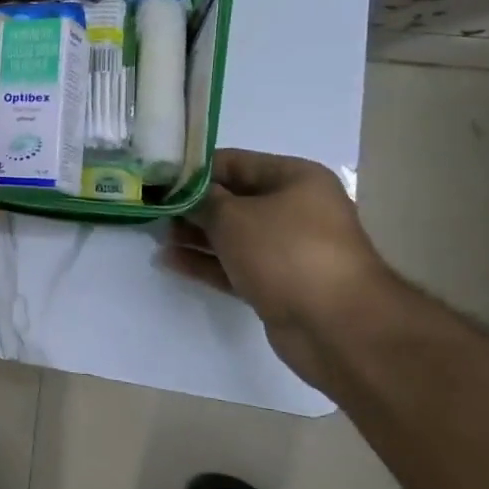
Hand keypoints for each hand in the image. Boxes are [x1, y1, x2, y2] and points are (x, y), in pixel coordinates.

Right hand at [163, 149, 390, 387]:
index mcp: (294, 179)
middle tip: (151, 209)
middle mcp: (295, 209)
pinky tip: (169, 260)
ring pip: (231, 235)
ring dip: (194, 235)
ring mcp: (287, 250)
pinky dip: (205, 262)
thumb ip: (201, 200)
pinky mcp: (278, 284)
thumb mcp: (233, 216)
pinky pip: (234, 266)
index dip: (193, 169)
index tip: (156, 177)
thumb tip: (180, 194)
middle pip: (232, 200)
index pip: (234, 162)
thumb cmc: (286, 252)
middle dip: (191, 205)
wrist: (337, 326)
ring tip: (155, 235)